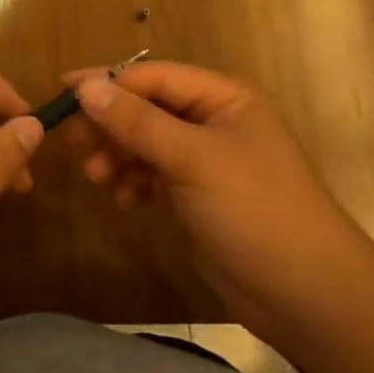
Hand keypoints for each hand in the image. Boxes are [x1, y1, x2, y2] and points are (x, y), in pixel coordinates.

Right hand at [70, 63, 373, 342]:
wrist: (310, 296)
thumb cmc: (255, 211)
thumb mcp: (193, 159)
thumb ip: (137, 122)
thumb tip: (86, 87)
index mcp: (223, 97)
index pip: (153, 76)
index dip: (107, 82)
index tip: (63, 94)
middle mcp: (214, 120)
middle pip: (147, 108)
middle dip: (111, 124)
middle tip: (74, 146)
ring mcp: (208, 159)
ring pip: (148, 142)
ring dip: (119, 155)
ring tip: (96, 179)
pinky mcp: (201, 194)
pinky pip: (156, 173)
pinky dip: (136, 181)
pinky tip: (127, 201)